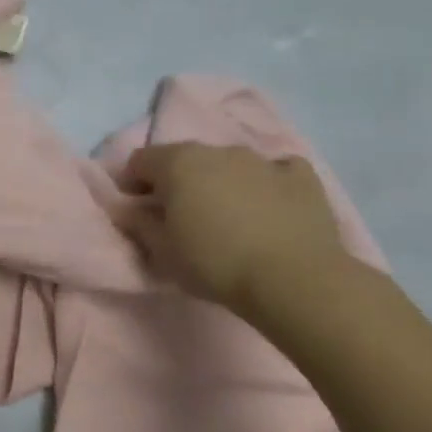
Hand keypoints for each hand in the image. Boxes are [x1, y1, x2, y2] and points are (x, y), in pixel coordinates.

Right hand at [114, 142, 347, 316]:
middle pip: (185, 159)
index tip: (138, 211)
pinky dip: (267, 184)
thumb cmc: (215, 264)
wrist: (293, 280)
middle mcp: (217, 150)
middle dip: (177, 182)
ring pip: (229, 164)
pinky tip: (270, 208)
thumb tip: (129, 208)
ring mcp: (262, 160)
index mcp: (177, 163)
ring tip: (228, 218)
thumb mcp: (162, 252)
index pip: (140, 160)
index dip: (133, 183)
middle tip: (180, 217)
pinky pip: (276, 171)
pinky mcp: (302, 176)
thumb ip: (138, 223)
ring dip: (220, 182)